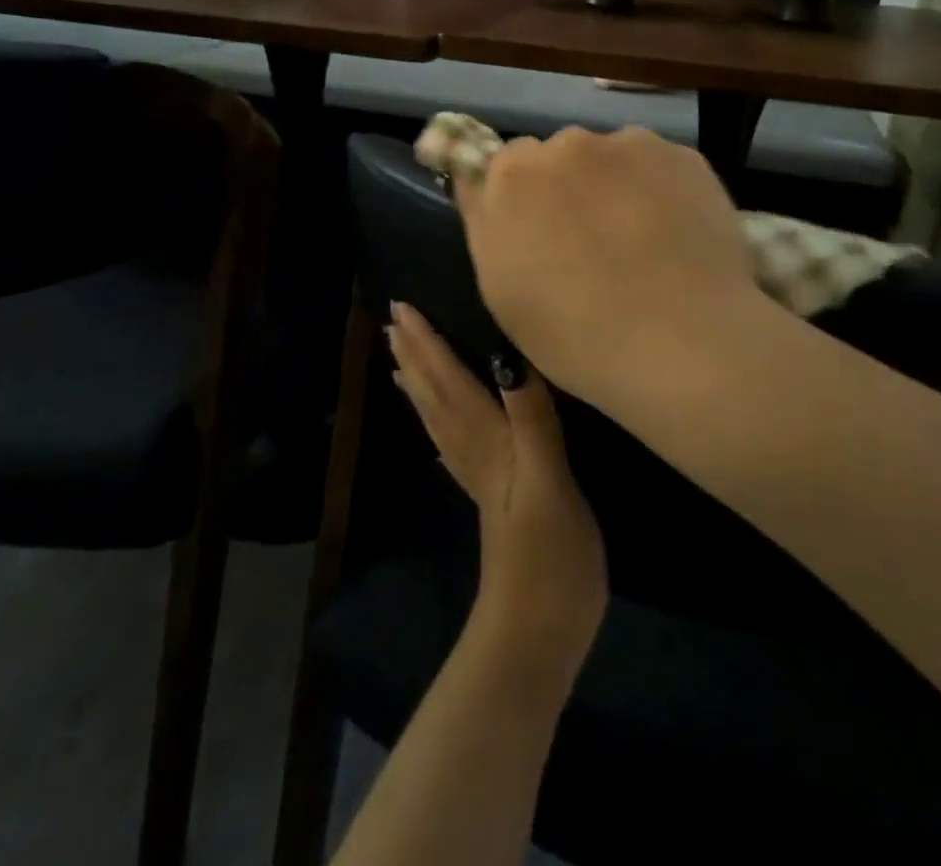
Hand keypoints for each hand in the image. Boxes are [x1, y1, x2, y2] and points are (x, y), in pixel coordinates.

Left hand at [387, 303, 606, 684]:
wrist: (537, 633)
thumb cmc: (548, 555)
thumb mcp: (547, 478)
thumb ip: (530, 416)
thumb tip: (506, 355)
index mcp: (484, 439)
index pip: (447, 379)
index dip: (428, 342)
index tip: (403, 307)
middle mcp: (473, 450)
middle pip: (434, 394)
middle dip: (415, 355)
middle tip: (392, 322)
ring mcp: (478, 477)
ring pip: (438, 418)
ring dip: (420, 384)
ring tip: (401, 360)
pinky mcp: (490, 498)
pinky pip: (452, 446)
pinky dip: (438, 425)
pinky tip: (438, 426)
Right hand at [450, 126, 757, 404]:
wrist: (685, 346)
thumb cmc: (576, 334)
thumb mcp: (501, 290)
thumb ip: (486, 222)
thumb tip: (483, 183)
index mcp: (513, 175)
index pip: (503, 165)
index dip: (520, 200)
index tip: (538, 233)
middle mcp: (568, 143)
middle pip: (558, 155)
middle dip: (567, 186)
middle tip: (591, 241)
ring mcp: (630, 145)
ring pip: (610, 157)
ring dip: (613, 184)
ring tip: (640, 240)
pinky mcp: (684, 155)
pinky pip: (657, 165)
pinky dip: (658, 189)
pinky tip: (674, 234)